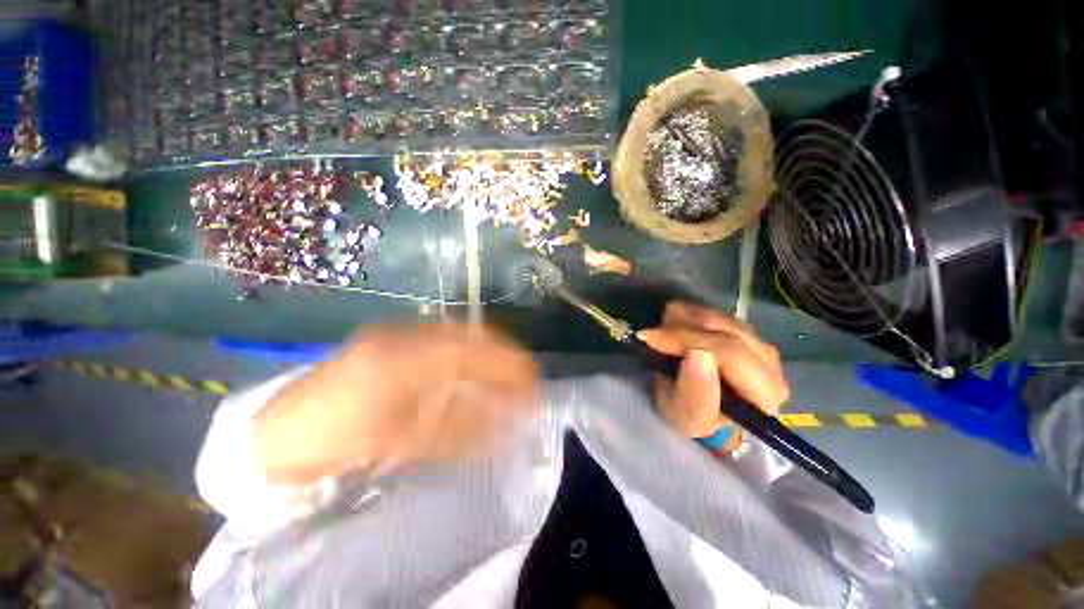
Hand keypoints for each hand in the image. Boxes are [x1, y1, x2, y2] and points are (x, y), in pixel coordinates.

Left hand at [254, 323, 537, 483]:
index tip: (532, 380)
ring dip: (489, 348)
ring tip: (508, 370)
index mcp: (400, 361)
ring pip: (460, 331)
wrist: (282, 430)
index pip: (471, 354)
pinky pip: (446, 335)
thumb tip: (504, 422)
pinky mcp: (395, 333)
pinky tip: (477, 364)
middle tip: (526, 374)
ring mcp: (398, 329)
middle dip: (504, 353)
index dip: (506, 365)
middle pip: (470, 334)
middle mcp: (403, 334)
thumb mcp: (402, 443)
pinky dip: (469, 347)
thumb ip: (457, 429)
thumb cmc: (339, 443)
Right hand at [638, 302, 789, 447]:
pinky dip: (694, 313)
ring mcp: (761, 346)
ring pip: (724, 320)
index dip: (687, 340)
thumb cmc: (693, 417)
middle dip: (684, 327)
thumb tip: (698, 355)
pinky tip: (676, 319)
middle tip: (653, 329)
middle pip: (728, 332)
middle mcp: (771, 367)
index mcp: (763, 394)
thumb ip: (695, 392)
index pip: (730, 354)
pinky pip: (720, 315)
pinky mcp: (749, 335)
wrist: (704, 413)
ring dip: (688, 318)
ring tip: (662, 324)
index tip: (650, 338)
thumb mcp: (686, 415)